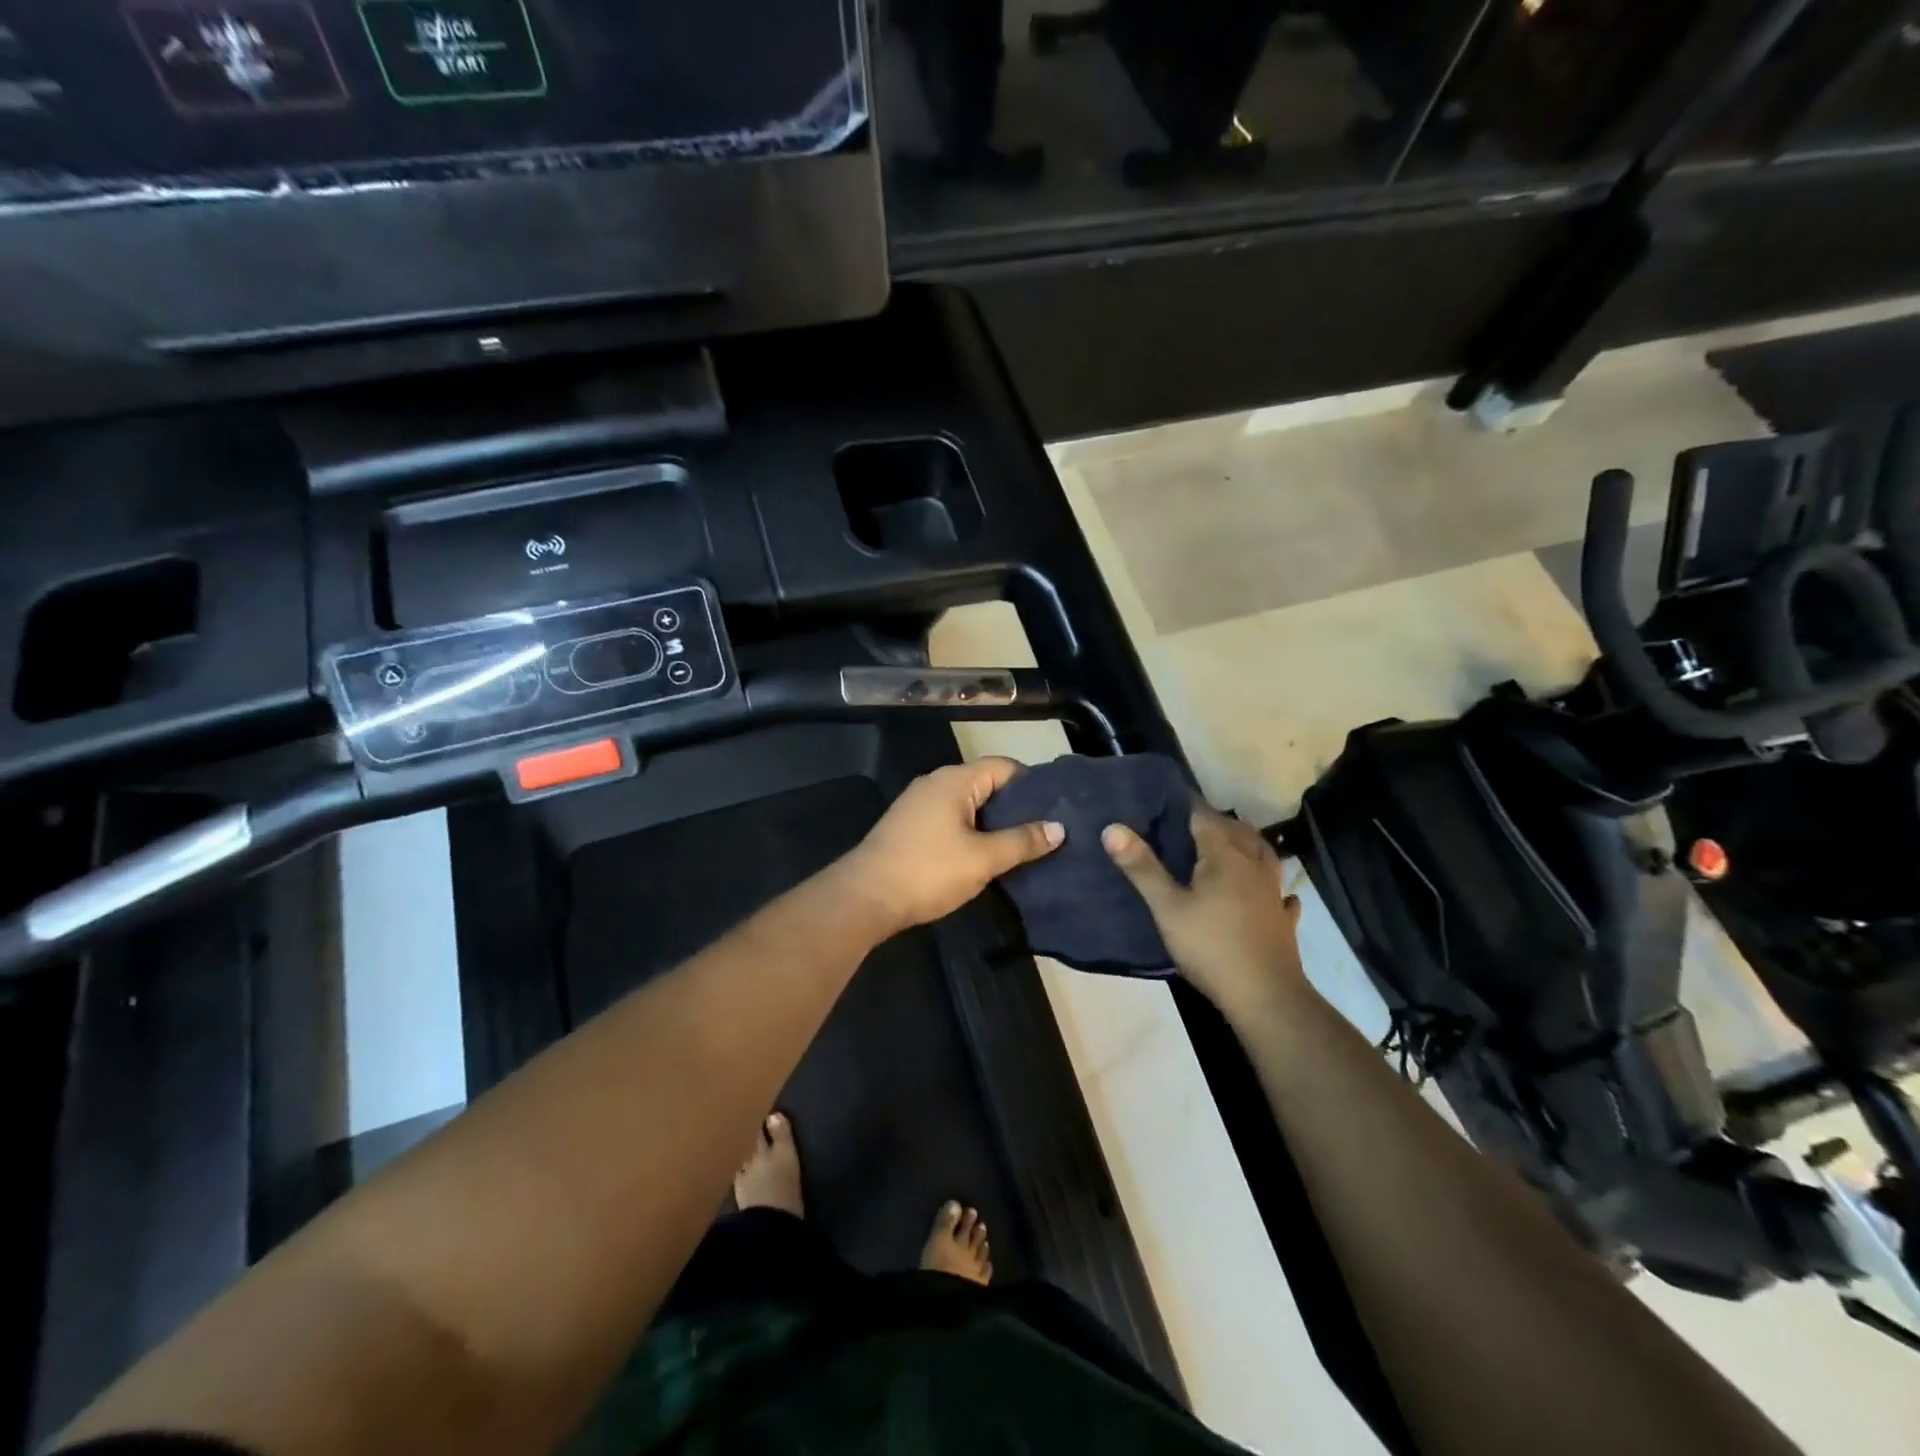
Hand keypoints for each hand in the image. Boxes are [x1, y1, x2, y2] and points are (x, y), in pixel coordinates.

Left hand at [843, 758, 1063, 935]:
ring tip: (1024, 844)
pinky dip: (972, 831)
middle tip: (1047, 829)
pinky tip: (986, 854)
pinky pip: (951, 818)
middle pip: (986, 783)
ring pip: (968, 804)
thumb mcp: (983, 859)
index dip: (1033, 784)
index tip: (1057, 807)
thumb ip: (1022, 841)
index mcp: (954, 780)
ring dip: (994, 821)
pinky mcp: (909, 826)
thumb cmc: (928, 871)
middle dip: (1016, 805)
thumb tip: (1059, 828)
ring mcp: (919, 804)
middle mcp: (935, 783)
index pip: (1004, 767)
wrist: (864, 898)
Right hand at [1103, 806, 1306, 1021]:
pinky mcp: (1283, 919)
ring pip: (1263, 854)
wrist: (1265, 996)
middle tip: (1189, 823)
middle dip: (1215, 822)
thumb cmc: (1211, 947)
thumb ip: (1142, 867)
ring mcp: (1273, 892)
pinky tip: (1272, 892)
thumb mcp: (1167, 907)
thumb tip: (1113, 828)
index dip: (1186, 805)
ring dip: (1246, 844)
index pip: (1205, 817)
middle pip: (1238, 831)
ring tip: (1228, 845)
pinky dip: (1272, 885)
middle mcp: (1253, 865)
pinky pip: (1280, 892)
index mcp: (1225, 856)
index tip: (1166, 800)